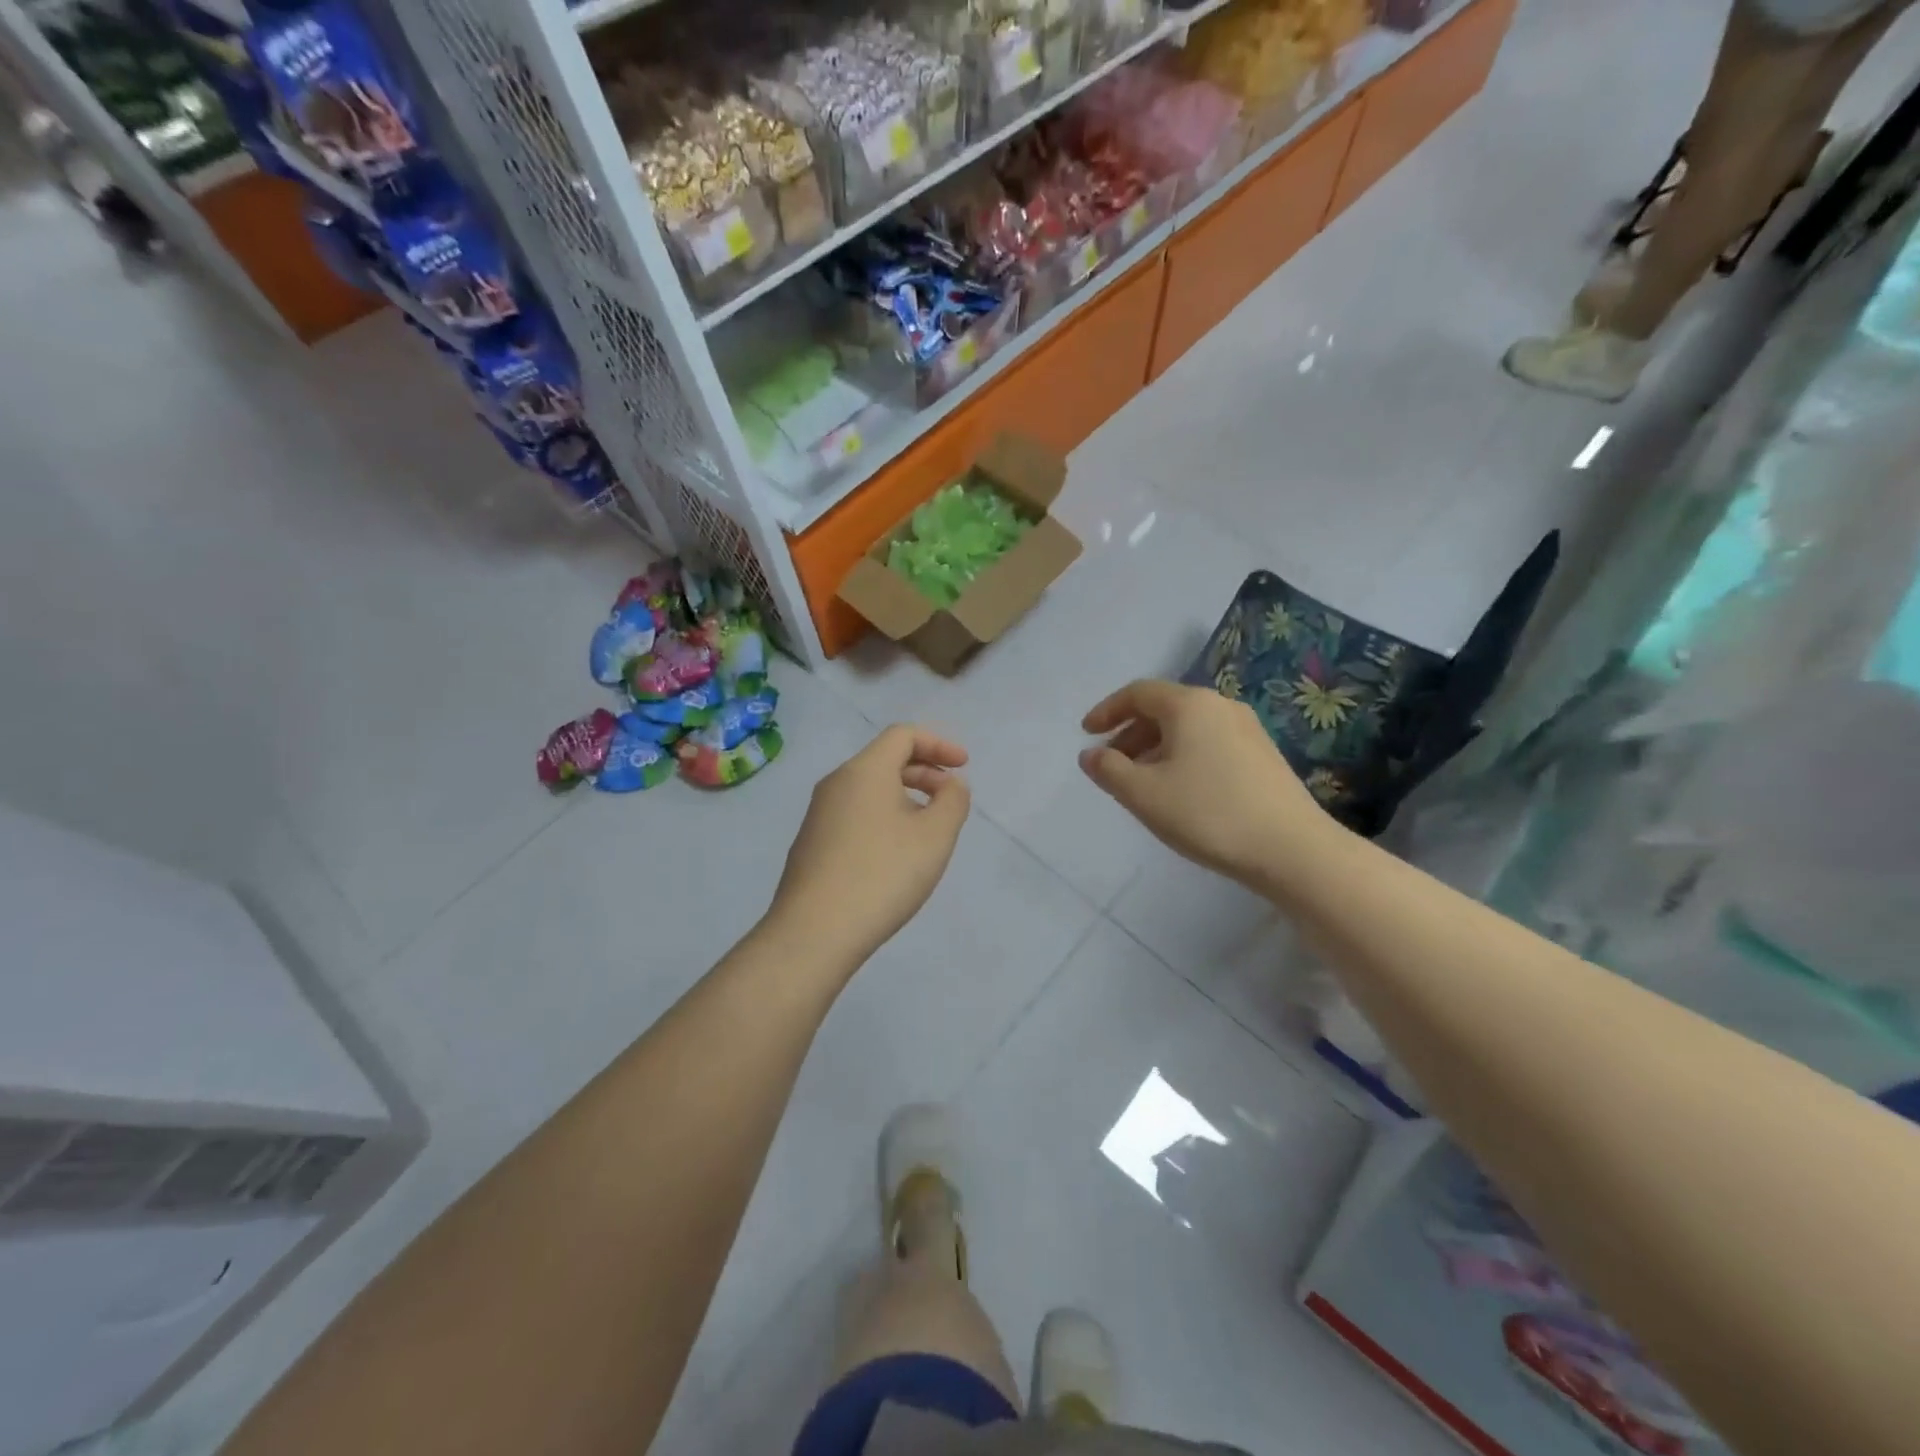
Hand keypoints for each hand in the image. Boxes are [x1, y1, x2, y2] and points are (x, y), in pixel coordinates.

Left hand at [769, 725, 971, 966]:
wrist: (815, 931)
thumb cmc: (883, 874)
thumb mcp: (935, 835)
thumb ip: (953, 801)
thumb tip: (950, 785)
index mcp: (864, 771)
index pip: (903, 735)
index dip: (939, 744)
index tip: (964, 766)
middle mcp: (836, 783)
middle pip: (884, 760)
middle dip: (924, 771)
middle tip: (950, 799)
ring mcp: (818, 815)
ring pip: (869, 790)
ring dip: (904, 797)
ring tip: (927, 830)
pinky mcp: (811, 844)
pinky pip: (854, 815)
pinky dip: (883, 818)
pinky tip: (895, 855)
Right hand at [1079, 680, 1331, 889]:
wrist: (1292, 849)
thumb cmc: (1208, 814)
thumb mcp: (1144, 794)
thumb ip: (1109, 769)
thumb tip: (1090, 754)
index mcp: (1189, 705)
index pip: (1138, 693)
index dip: (1107, 711)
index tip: (1086, 734)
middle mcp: (1220, 706)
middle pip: (1164, 708)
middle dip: (1131, 733)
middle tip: (1111, 764)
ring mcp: (1247, 729)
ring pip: (1188, 728)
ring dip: (1156, 747)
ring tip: (1141, 782)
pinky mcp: (1263, 754)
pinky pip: (1209, 743)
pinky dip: (1183, 756)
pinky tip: (1180, 791)